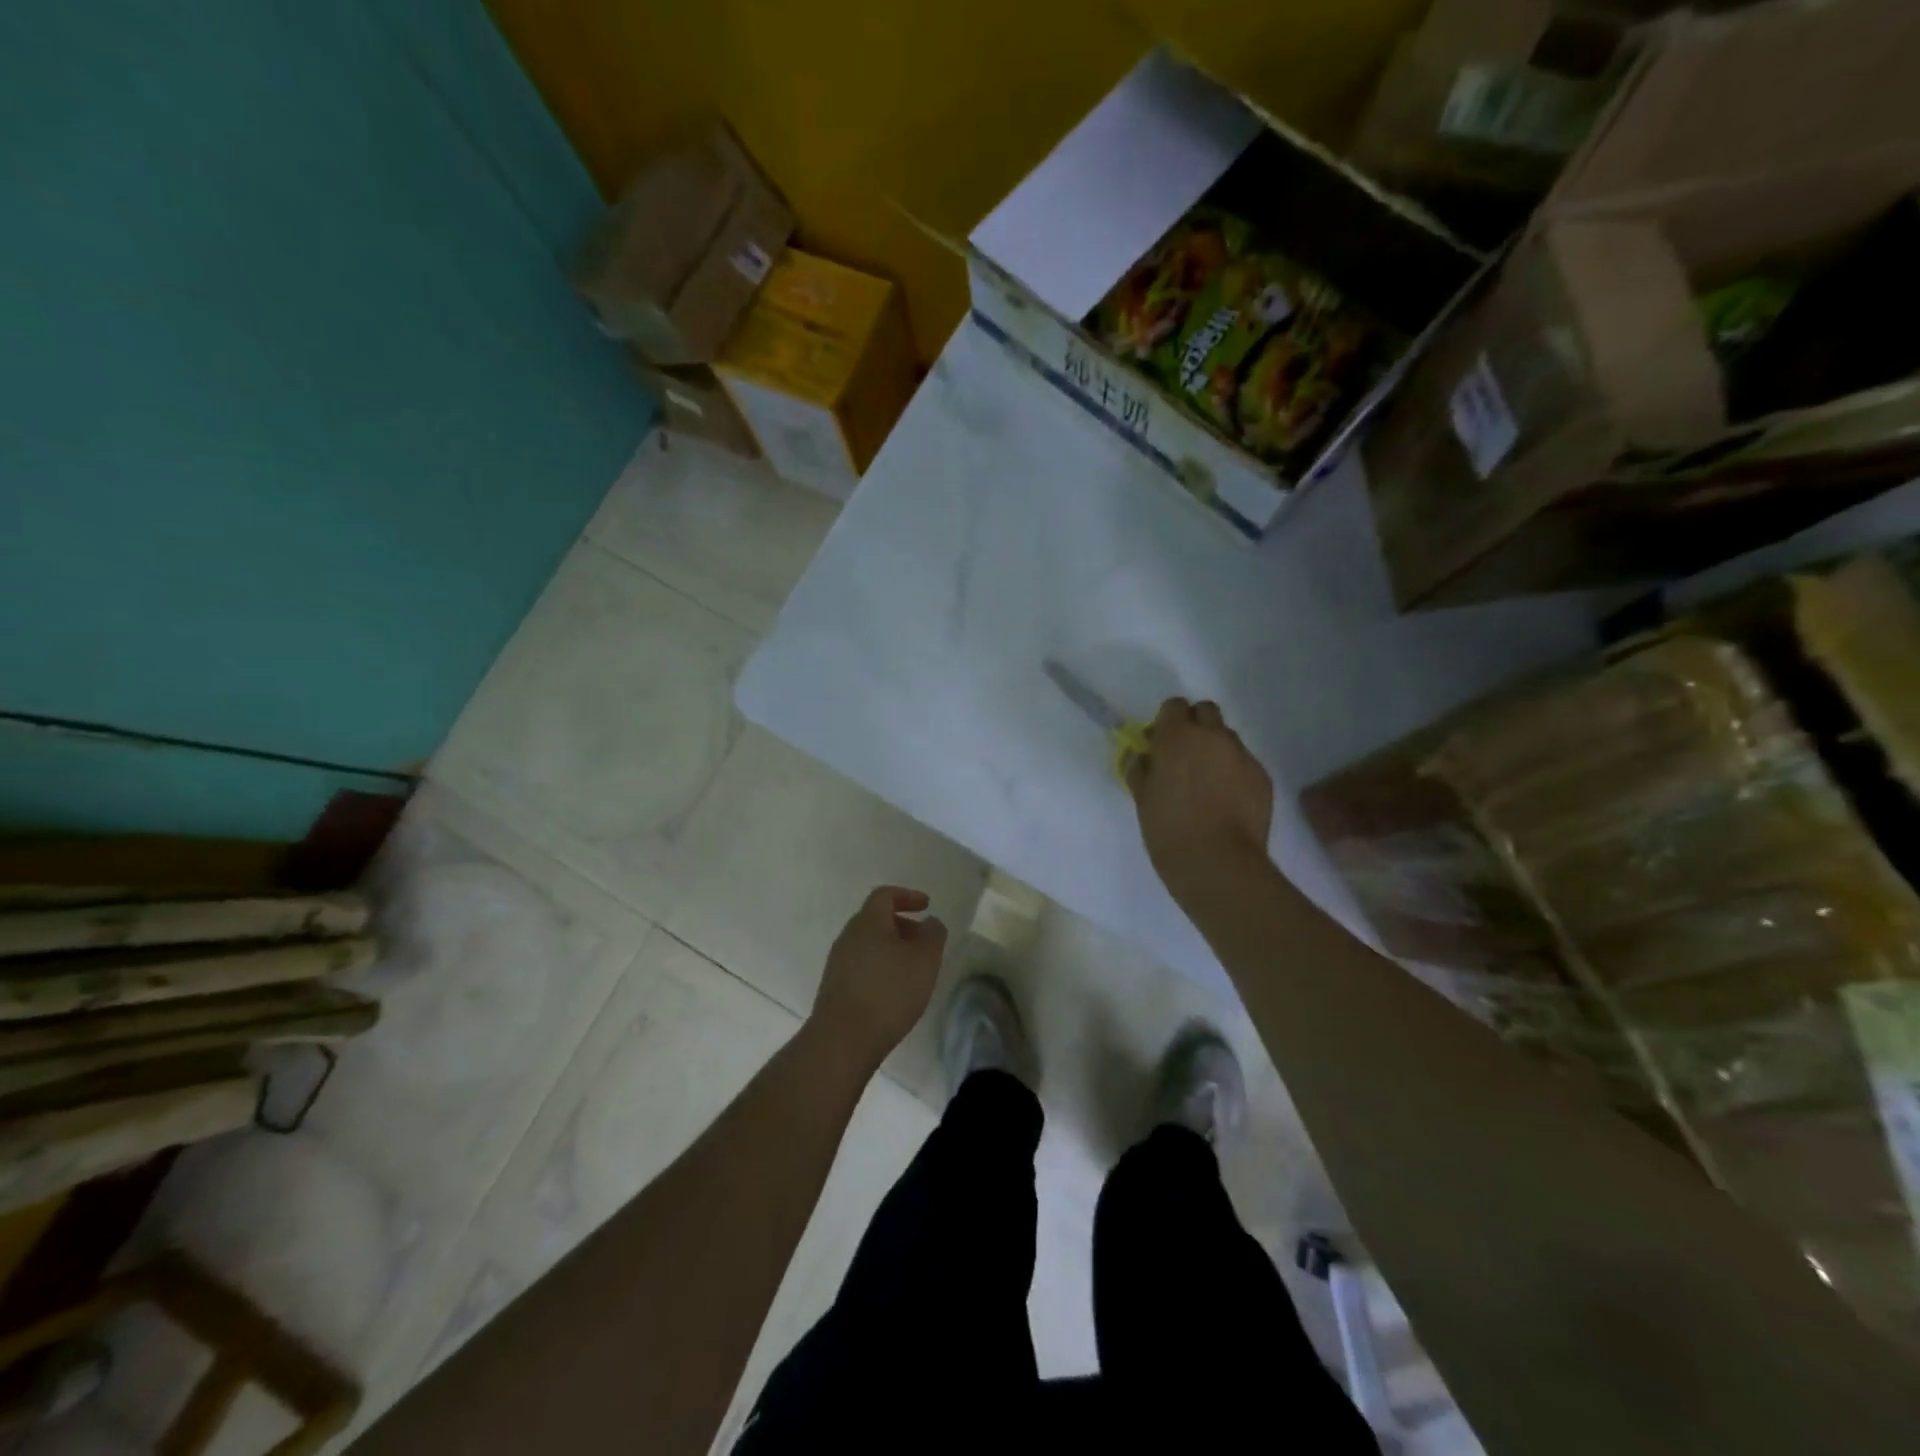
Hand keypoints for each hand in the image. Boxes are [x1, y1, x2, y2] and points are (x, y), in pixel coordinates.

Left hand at [809, 886, 947, 1067]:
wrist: (842, 1040)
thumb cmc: (889, 992)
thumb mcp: (925, 960)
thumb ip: (933, 935)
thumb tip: (930, 922)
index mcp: (868, 922)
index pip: (885, 895)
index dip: (907, 896)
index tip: (926, 906)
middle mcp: (848, 936)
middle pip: (875, 919)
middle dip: (902, 925)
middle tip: (923, 941)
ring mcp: (838, 962)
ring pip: (868, 944)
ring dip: (891, 949)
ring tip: (913, 970)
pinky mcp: (835, 987)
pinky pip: (862, 965)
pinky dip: (880, 967)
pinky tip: (894, 990)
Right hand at [1127, 698, 1273, 897]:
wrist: (1217, 862)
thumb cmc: (1168, 829)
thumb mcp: (1142, 797)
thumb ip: (1141, 769)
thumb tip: (1144, 757)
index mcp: (1177, 737)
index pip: (1174, 706)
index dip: (1166, 722)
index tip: (1160, 743)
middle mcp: (1212, 737)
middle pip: (1206, 711)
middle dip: (1195, 725)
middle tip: (1184, 756)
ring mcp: (1242, 755)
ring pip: (1227, 738)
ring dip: (1215, 749)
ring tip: (1207, 782)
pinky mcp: (1262, 776)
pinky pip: (1244, 763)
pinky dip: (1234, 773)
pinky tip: (1226, 801)